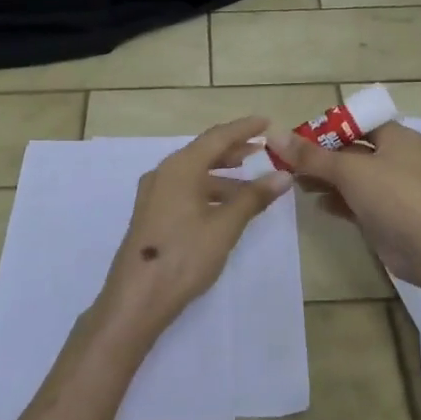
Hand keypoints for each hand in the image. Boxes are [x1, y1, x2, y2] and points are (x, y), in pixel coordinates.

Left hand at [100, 117, 292, 339]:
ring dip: (223, 175)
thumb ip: (253, 198)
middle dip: (234, 150)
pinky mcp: (152, 214)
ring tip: (252, 185)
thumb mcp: (224, 226)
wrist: (137, 297)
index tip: (267, 122)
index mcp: (180, 167)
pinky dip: (209, 191)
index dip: (243, 128)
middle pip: (203, 152)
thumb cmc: (184, 255)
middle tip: (262, 151)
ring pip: (194, 174)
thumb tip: (283, 176)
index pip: (217, 137)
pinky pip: (185, 190)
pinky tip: (226, 207)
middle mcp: (164, 173)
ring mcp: (154, 194)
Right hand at [269, 121, 420, 286]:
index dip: (327, 127)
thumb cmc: (394, 196)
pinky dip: (338, 200)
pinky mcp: (387, 215)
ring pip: (352, 177)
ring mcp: (393, 189)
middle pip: (352, 149)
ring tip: (295, 183)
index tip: (297, 137)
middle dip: (321, 156)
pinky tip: (316, 203)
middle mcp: (397, 158)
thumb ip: (311, 156)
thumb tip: (275, 135)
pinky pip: (357, 201)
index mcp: (397, 137)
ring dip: (326, 178)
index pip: (357, 122)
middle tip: (289, 162)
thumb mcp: (350, 170)